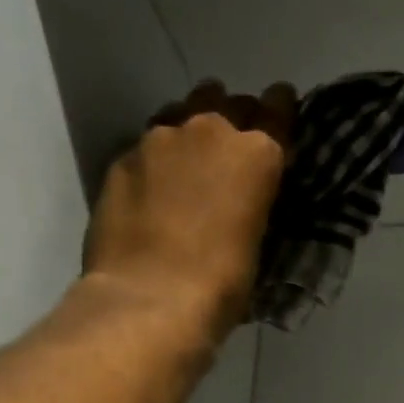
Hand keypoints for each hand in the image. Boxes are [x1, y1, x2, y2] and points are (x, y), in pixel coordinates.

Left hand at [83, 79, 296, 340]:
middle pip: (227, 102)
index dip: (281, 110)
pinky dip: (159, 159)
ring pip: (182, 113)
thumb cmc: (223, 285)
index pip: (278, 110)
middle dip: (235, 117)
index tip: (281, 110)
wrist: (150, 300)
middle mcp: (209, 130)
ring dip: (192, 130)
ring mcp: (159, 139)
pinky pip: (148, 144)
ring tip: (193, 159)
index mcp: (256, 154)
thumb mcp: (258, 242)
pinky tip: (157, 186)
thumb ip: (254, 203)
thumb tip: (246, 198)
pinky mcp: (121, 158)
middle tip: (235, 147)